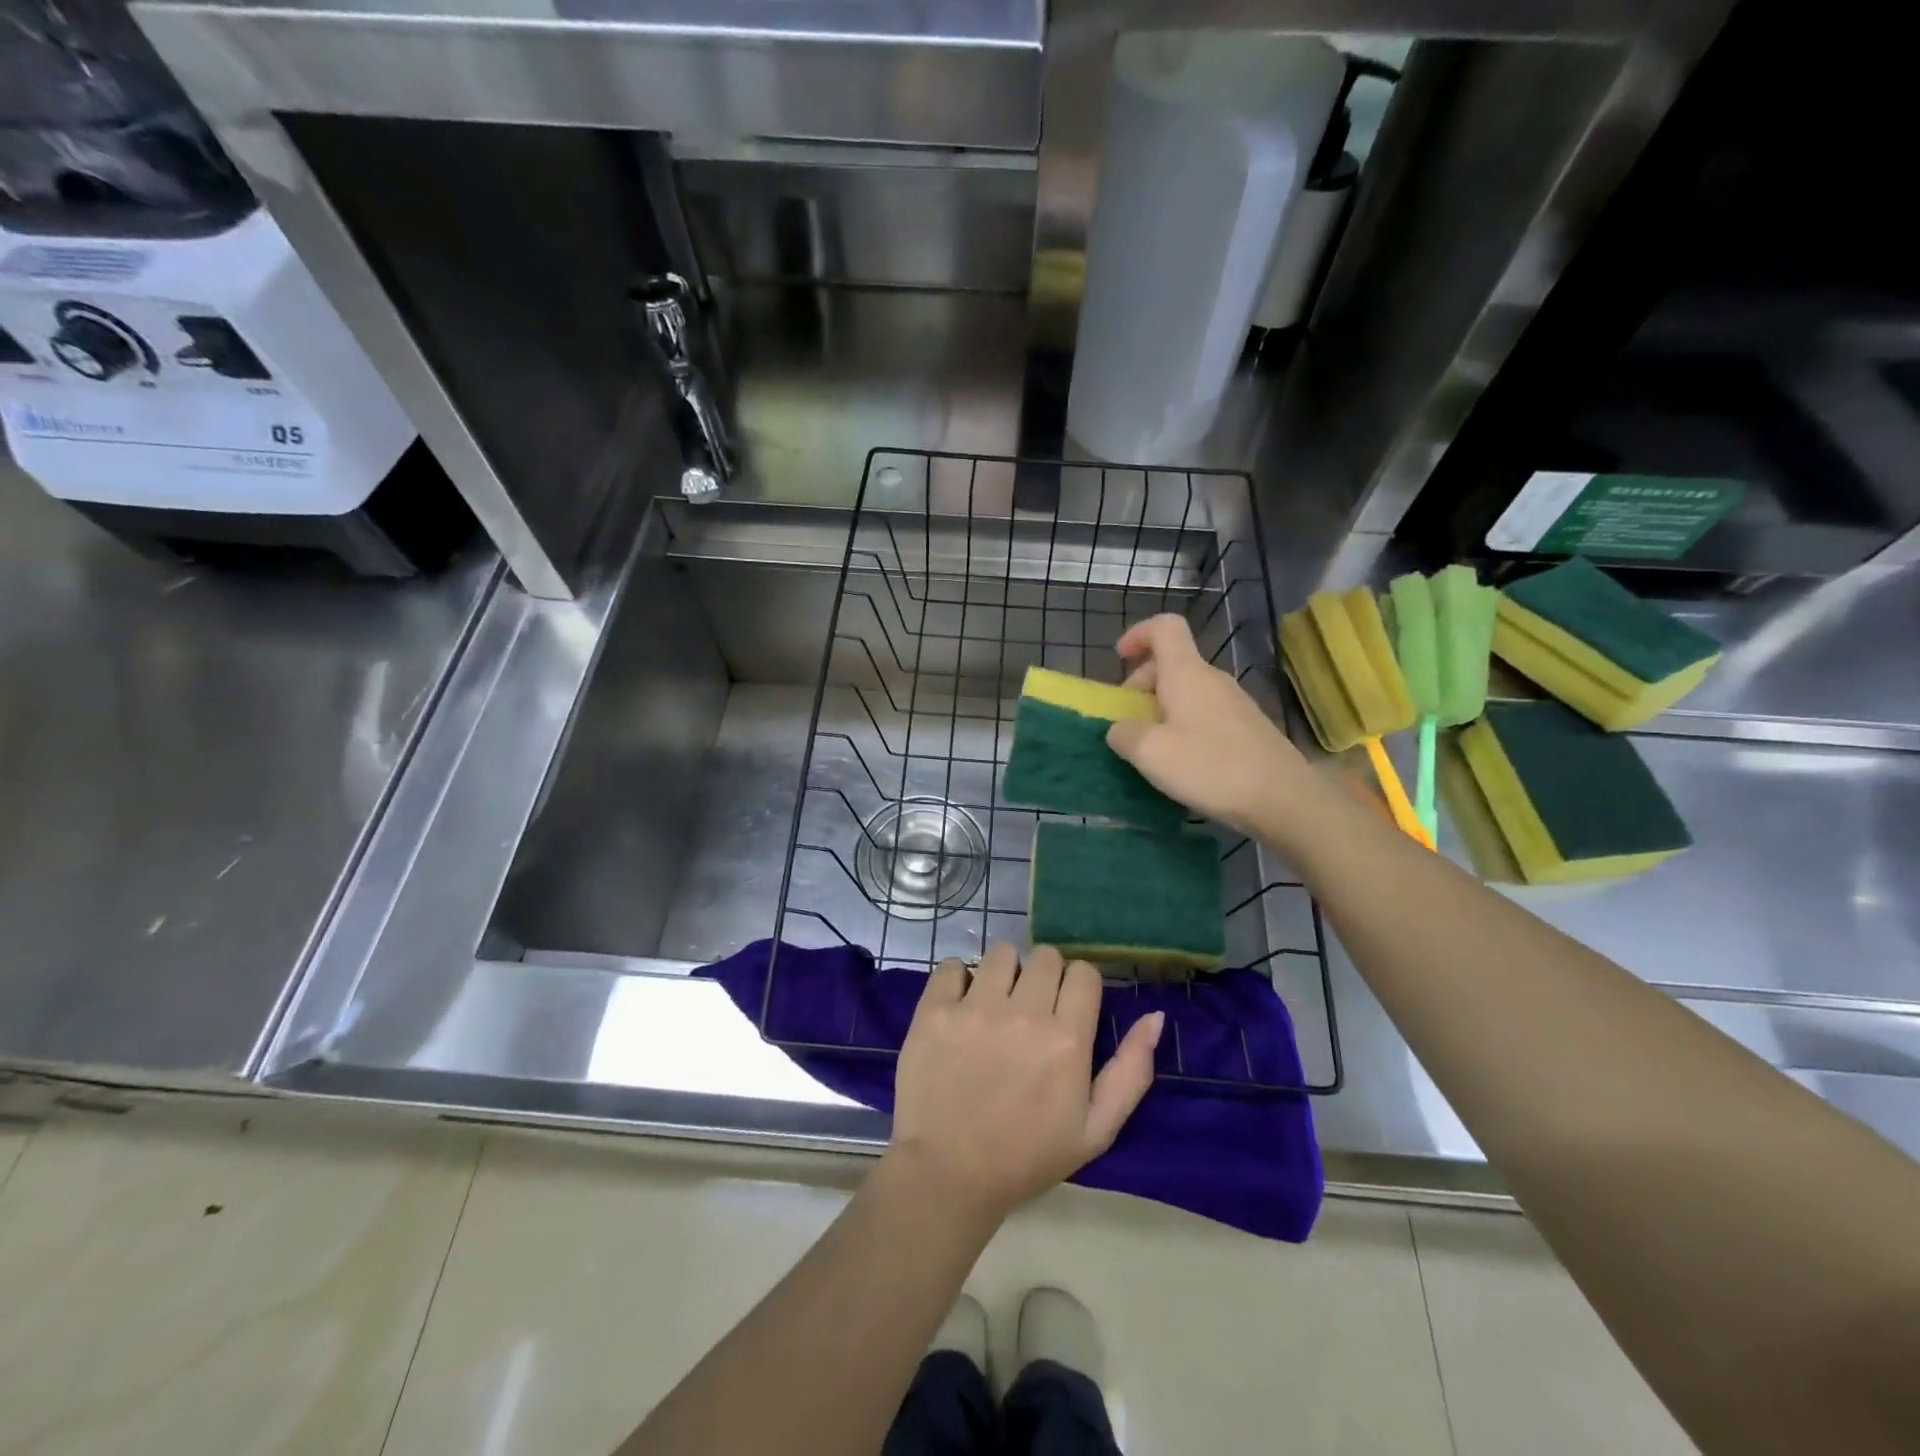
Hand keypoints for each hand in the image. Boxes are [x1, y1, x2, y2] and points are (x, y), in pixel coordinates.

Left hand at [888, 943, 1162, 1223]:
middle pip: (1045, 956)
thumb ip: (1131, 1071)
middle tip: (1031, 1008)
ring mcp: (975, 1008)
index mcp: (1067, 1040)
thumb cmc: (1026, 1157)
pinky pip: (953, 966)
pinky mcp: (934, 1010)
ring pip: (1001, 952)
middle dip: (1044, 976)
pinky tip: (959, 1006)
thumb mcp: (1095, 1130)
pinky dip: (959, 979)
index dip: (1078, 986)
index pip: (1083, 972)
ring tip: (995, 1004)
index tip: (1067, 1008)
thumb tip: (1155, 1017)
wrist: (948, 1175)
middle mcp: (1024, 1013)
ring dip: (1004, 973)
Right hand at [1105, 614, 1318, 844]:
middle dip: (1141, 684)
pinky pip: (1204, 713)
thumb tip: (1119, 729)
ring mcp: (1234, 703)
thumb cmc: (1211, 767)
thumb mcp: (1150, 753)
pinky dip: (1183, 725)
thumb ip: (1124, 734)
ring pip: (1188, 691)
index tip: (1119, 658)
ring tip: (1151, 747)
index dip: (1138, 634)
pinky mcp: (1247, 728)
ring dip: (1161, 709)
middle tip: (1127, 720)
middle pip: (1172, 662)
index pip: (1164, 627)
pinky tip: (1182, 762)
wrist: (1283, 799)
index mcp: (1187, 674)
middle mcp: (1213, 680)